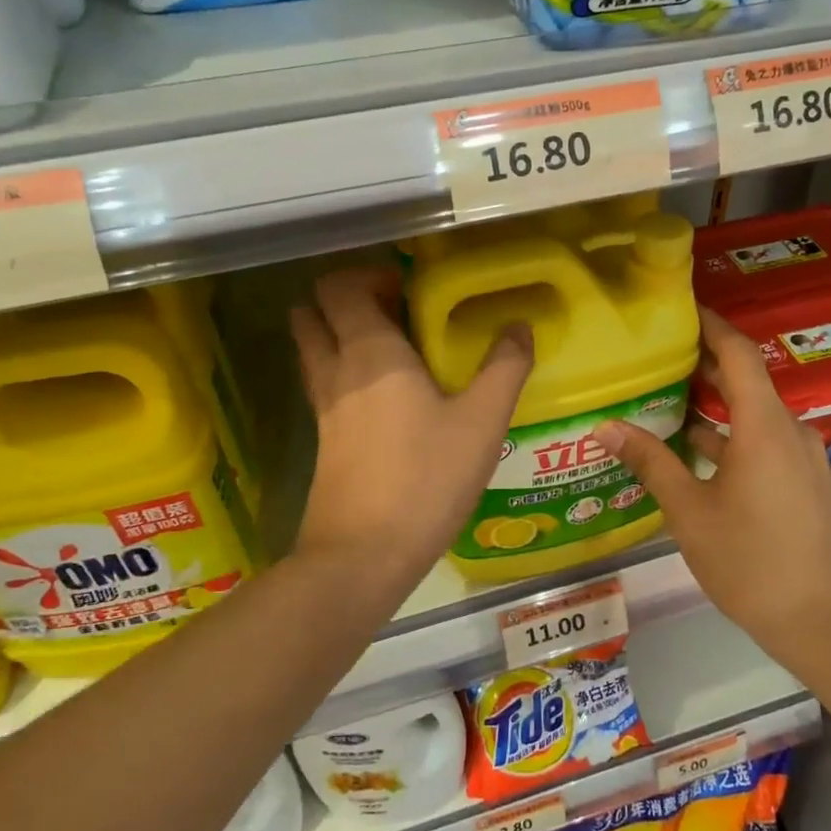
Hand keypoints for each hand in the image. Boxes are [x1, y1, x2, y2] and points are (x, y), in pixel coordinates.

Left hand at [290, 268, 532, 595]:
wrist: (364, 554)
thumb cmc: (426, 478)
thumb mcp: (483, 422)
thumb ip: (505, 367)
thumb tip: (518, 327)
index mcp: (370, 351)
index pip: (339, 287)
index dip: (365, 276)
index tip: (406, 287)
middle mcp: (336, 369)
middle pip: (312, 312)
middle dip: (345, 300)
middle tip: (394, 312)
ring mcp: (322, 406)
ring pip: (312, 349)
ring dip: (338, 335)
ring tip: (391, 349)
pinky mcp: (322, 439)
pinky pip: (322, 385)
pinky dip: (341, 372)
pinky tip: (383, 398)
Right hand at [593, 307, 830, 658]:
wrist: (827, 624)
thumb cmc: (751, 561)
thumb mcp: (689, 512)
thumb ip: (650, 462)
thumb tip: (605, 426)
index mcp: (764, 427)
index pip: (738, 354)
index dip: (711, 325)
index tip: (681, 307)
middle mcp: (790, 431)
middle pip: (746, 381)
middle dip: (704, 364)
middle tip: (658, 353)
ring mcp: (803, 459)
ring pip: (754, 416)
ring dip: (715, 406)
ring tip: (667, 400)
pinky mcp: (807, 484)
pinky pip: (765, 443)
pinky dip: (731, 436)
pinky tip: (696, 454)